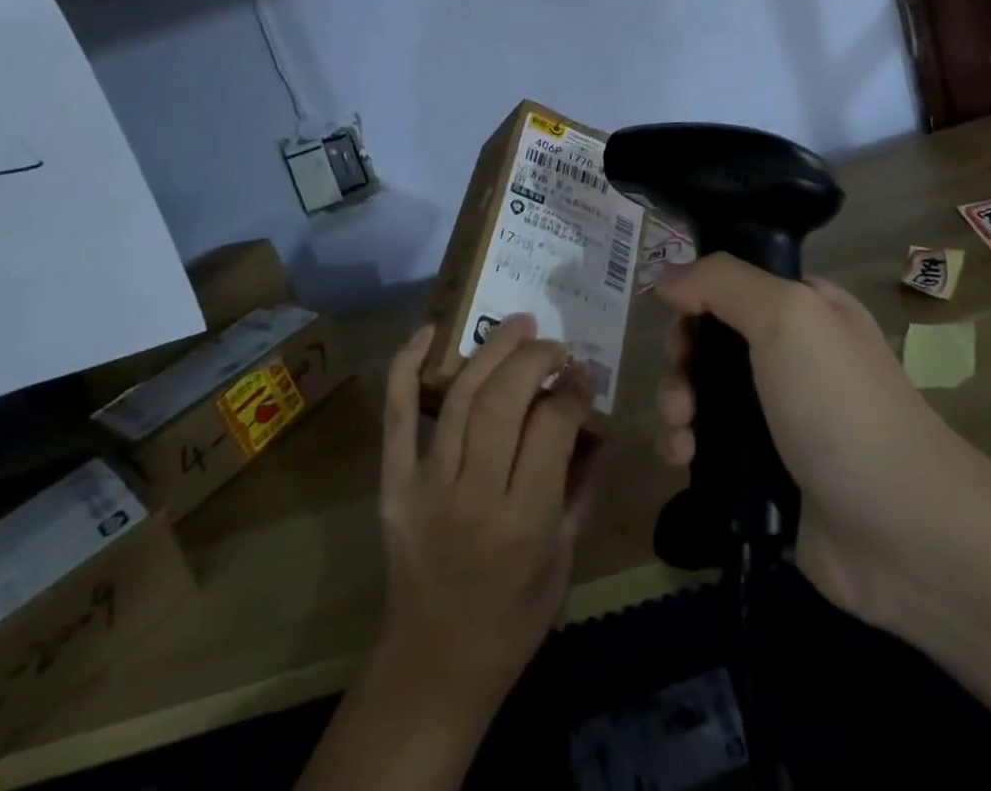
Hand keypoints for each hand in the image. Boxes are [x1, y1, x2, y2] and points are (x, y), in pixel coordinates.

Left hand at [376, 314, 597, 706]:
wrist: (433, 667)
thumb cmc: (512, 619)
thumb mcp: (565, 559)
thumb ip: (583, 486)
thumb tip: (597, 422)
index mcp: (524, 523)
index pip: (551, 428)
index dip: (572, 390)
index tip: (583, 374)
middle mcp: (473, 497)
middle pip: (503, 401)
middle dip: (535, 358)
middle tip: (555, 344)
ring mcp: (426, 487)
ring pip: (460, 397)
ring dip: (491, 349)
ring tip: (518, 323)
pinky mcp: (393, 486)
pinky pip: (396, 417)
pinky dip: (406, 368)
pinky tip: (429, 331)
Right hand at [654, 255, 990, 635]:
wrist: (903, 532)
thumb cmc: (841, 405)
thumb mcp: (787, 315)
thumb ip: (722, 282)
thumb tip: (667, 276)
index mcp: (807, 309)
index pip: (736, 284)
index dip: (699, 295)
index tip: (679, 318)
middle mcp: (792, 357)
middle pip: (712, 339)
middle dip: (682, 356)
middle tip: (681, 377)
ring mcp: (778, 418)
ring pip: (703, 394)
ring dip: (676, 403)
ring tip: (680, 427)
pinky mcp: (764, 474)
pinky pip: (708, 448)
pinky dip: (685, 446)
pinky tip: (684, 458)